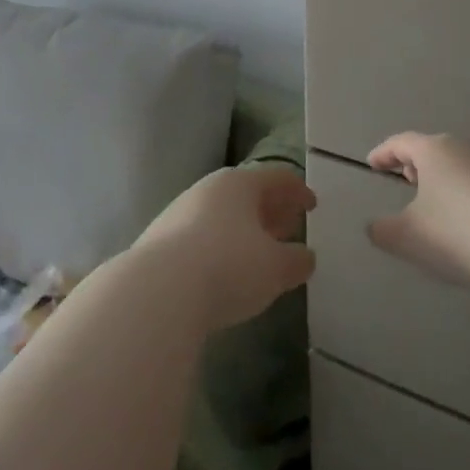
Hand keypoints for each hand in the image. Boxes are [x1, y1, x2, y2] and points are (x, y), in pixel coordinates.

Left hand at [131, 165, 317, 330]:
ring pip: (222, 214)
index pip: (276, 178)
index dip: (298, 191)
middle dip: (270, 209)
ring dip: (245, 229)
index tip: (312, 205)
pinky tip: (225, 270)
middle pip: (247, 193)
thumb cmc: (228, 266)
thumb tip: (305, 256)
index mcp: (239, 184)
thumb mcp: (275, 268)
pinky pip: (201, 236)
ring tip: (260, 251)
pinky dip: (221, 245)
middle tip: (289, 226)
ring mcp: (179, 213)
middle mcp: (208, 190)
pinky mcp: (159, 241)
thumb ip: (296, 260)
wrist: (157, 291)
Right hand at [366, 133, 469, 293]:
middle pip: (434, 149)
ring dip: (445, 179)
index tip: (372, 164)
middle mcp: (466, 147)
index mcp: (434, 150)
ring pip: (461, 165)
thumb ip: (383, 230)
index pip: (401, 142)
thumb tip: (375, 226)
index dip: (383, 153)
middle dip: (416, 164)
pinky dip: (469, 194)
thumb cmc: (458, 234)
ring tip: (437, 203)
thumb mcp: (408, 237)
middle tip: (404, 180)